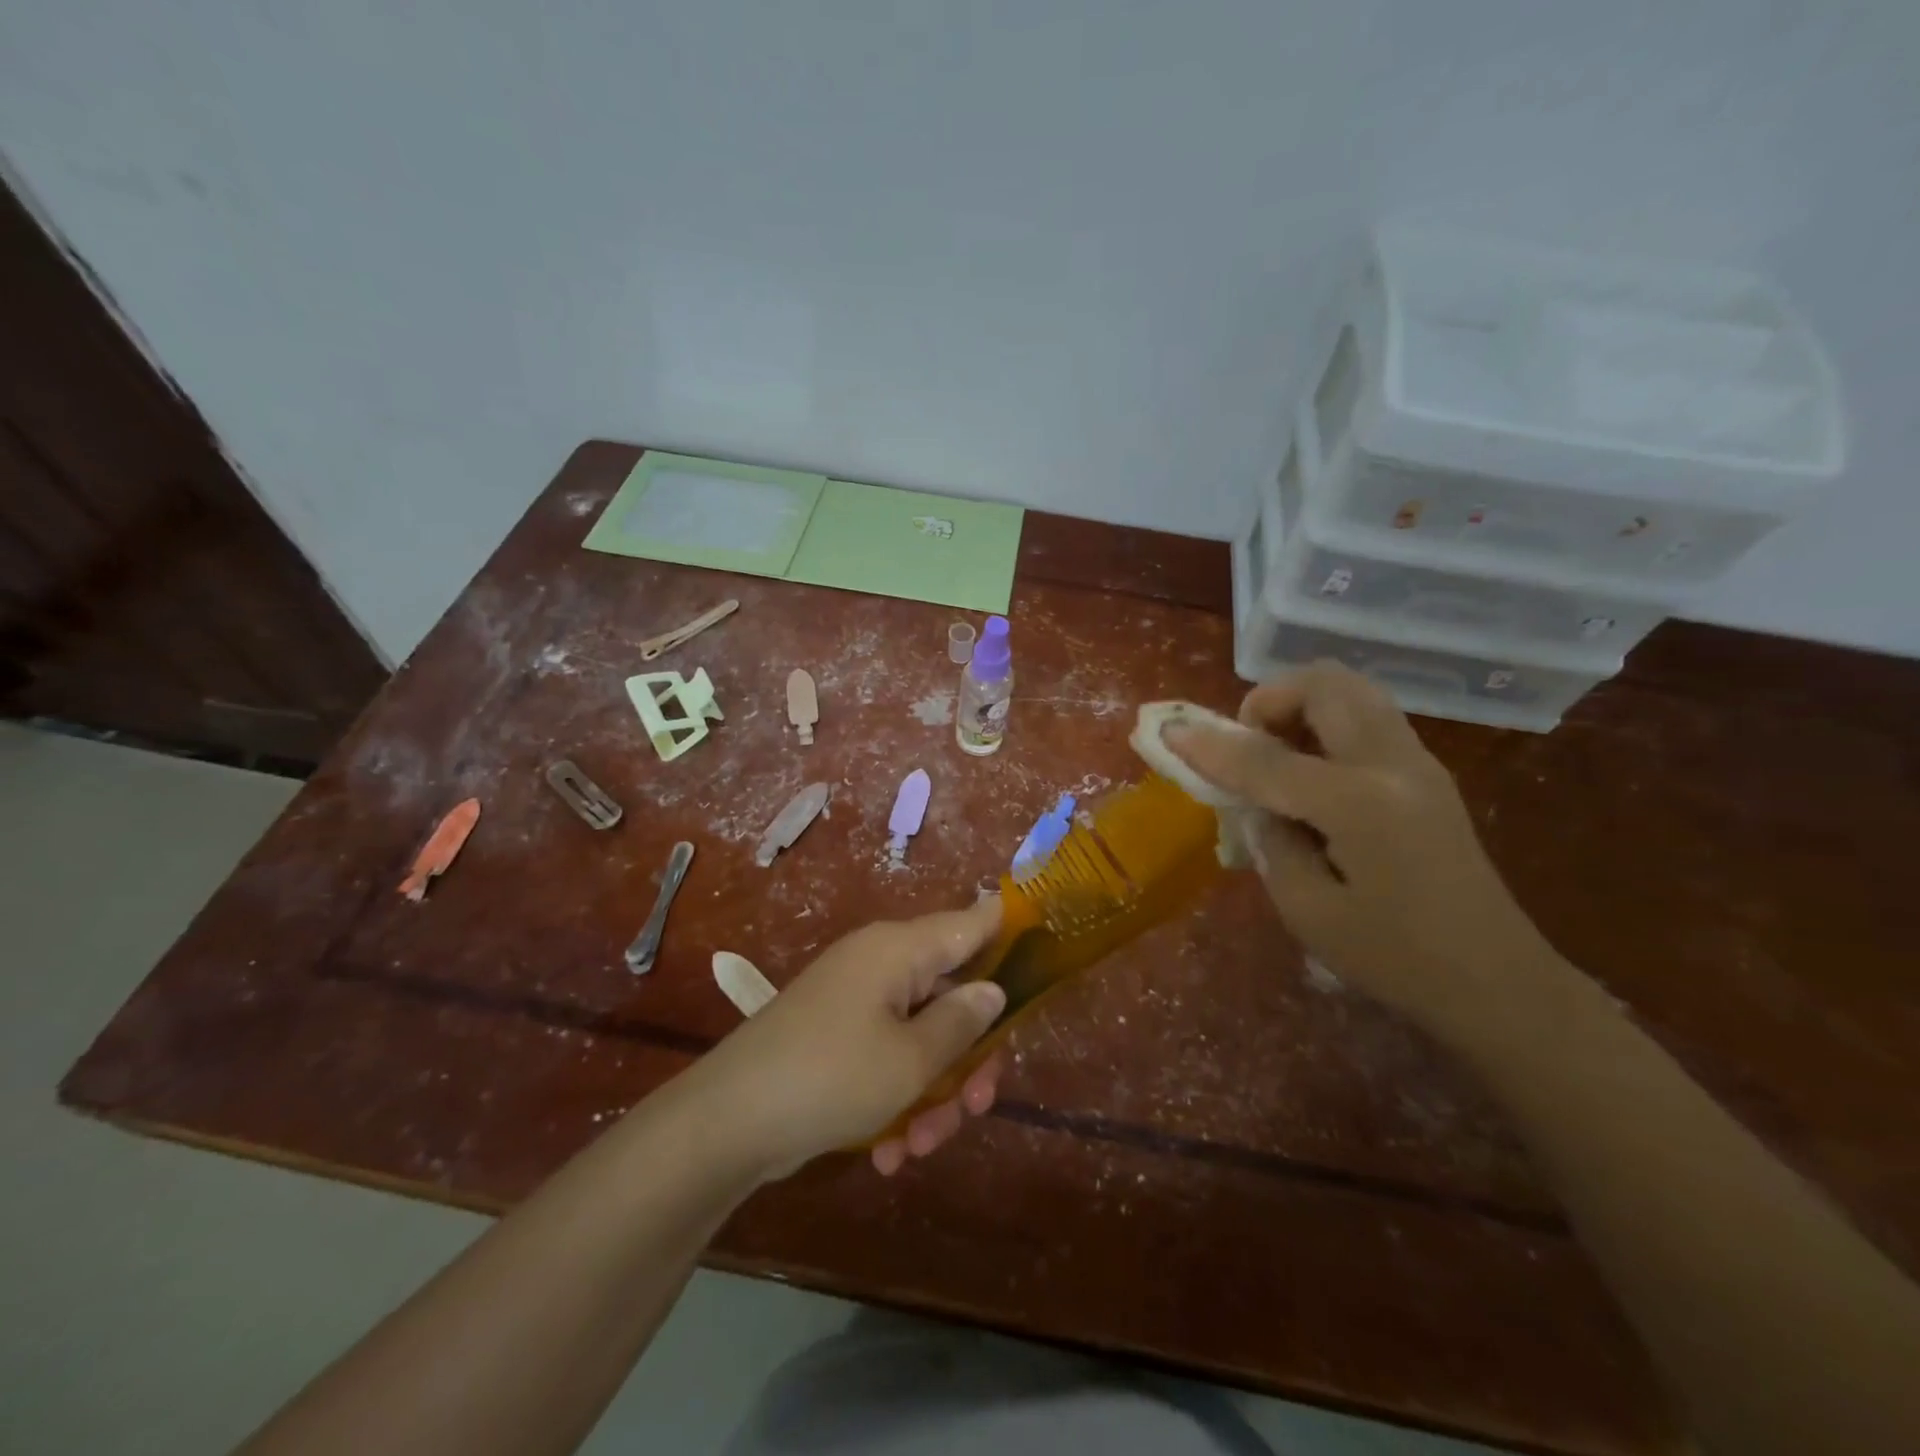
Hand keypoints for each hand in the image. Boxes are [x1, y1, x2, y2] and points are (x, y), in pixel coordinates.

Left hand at [691, 900, 1007, 1180]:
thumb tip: (993, 990)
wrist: (727, 1124)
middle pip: (951, 995)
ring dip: (933, 1092)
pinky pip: (886, 1059)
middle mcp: (880, 965)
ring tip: (923, 1145)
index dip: (1009, 931)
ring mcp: (855, 1003)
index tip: (1044, 953)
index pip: (971, 922)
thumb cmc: (830, 1078)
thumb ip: (961, 1023)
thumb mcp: (910, 1060)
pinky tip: (892, 1152)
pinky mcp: (836, 1039)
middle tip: (978, 1106)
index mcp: (900, 950)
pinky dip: (897, 1100)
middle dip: (969, 1056)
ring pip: (922, 1037)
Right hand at [1166, 662, 1554, 1041]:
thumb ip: (1270, 838)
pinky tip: (1310, 772)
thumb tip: (1253, 798)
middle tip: (1246, 744)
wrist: (1498, 981)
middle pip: (1324, 685)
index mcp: (1360, 803)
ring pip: (1351, 689)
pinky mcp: (1426, 772)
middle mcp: (1393, 764)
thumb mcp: (1308, 910)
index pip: (1266, 759)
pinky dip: (1325, 721)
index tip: (1169, 731)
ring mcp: (1418, 762)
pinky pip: (1366, 715)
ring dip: (1300, 704)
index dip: (1210, 745)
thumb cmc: (1394, 959)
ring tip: (1276, 754)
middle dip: (1270, 699)